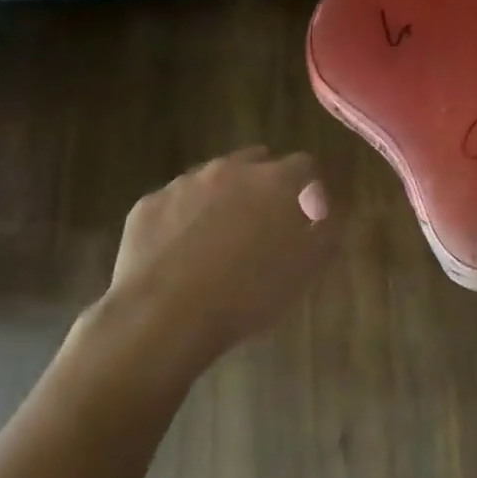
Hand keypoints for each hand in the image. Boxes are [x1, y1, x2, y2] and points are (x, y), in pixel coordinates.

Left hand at [77, 148, 333, 383]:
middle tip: (264, 222)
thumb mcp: (305, 271)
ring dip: (222, 197)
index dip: (309, 188)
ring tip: (220, 238)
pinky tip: (181, 251)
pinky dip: (183, 217)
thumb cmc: (247, 294)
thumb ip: (326, 234)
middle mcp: (229, 170)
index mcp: (274, 182)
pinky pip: (175, 202)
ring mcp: (184, 184)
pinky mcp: (148, 204)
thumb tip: (328, 216)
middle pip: (255, 161)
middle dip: (264, 184)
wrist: (165, 315)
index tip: (308, 214)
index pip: (303, 165)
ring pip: (211, 178)